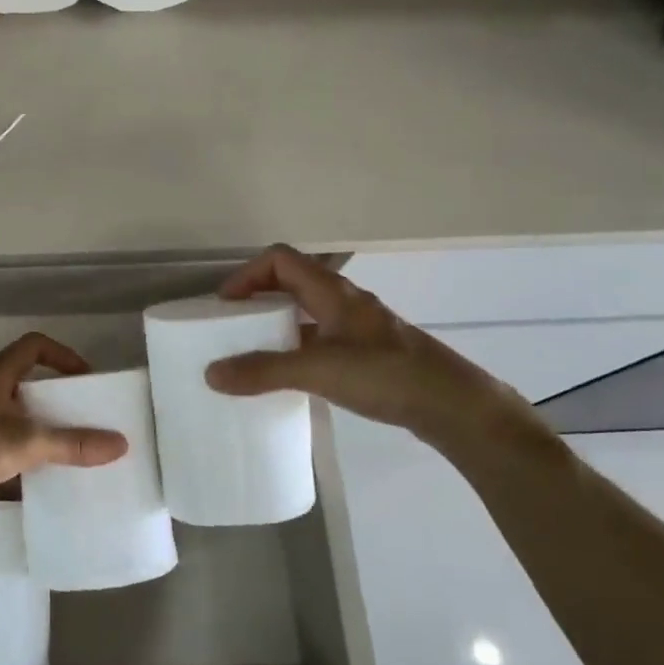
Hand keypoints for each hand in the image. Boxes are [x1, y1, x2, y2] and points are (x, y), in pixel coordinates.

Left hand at [0, 332, 127, 519]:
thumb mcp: (25, 443)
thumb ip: (72, 444)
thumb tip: (120, 443)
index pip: (35, 345)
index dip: (64, 356)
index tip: (86, 380)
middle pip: (24, 379)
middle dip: (53, 396)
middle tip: (78, 416)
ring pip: (9, 411)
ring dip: (34, 424)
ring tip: (58, 447)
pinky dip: (15, 450)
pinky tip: (27, 476)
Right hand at [203, 244, 527, 446]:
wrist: (452, 405)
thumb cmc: (385, 374)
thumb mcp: (319, 370)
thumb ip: (264, 371)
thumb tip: (211, 373)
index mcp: (332, 291)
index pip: (280, 259)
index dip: (248, 274)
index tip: (225, 304)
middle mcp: (344, 301)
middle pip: (291, 282)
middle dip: (258, 298)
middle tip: (233, 327)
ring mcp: (358, 327)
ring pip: (307, 312)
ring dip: (278, 324)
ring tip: (253, 352)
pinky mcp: (368, 353)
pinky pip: (321, 338)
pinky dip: (298, 347)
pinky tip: (291, 376)